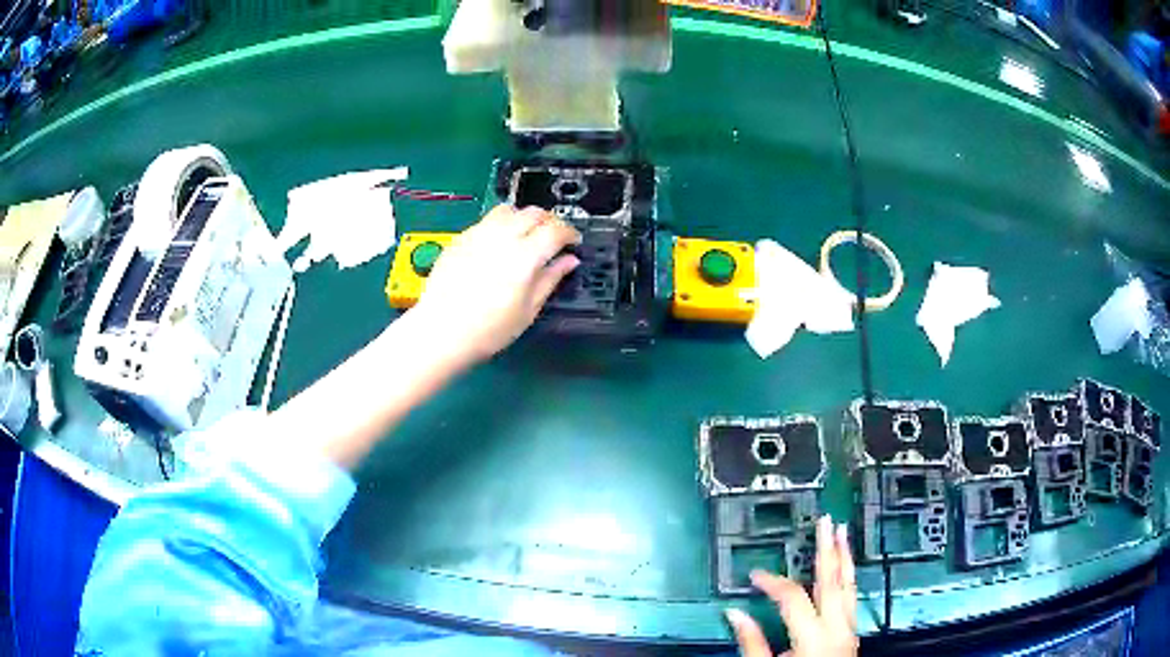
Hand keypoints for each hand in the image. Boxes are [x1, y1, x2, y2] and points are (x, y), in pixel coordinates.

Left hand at [412, 205, 580, 362]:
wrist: (442, 330)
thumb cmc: (489, 329)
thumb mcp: (528, 310)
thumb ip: (550, 279)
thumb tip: (569, 261)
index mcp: (525, 255)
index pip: (555, 230)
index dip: (569, 233)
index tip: (573, 242)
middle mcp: (503, 236)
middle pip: (533, 213)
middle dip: (549, 221)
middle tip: (552, 238)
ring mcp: (479, 233)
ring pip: (509, 210)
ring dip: (523, 218)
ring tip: (525, 235)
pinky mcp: (461, 238)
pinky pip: (486, 221)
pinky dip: (500, 225)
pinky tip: (498, 246)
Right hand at [727, 516, 856, 656]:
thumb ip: (752, 642)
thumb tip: (734, 615)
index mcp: (813, 636)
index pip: (792, 597)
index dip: (773, 581)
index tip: (756, 574)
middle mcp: (836, 628)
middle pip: (831, 581)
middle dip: (827, 549)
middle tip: (825, 522)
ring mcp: (848, 629)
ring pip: (848, 585)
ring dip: (845, 556)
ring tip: (842, 533)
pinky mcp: (852, 633)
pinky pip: (852, 596)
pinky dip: (849, 576)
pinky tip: (846, 568)